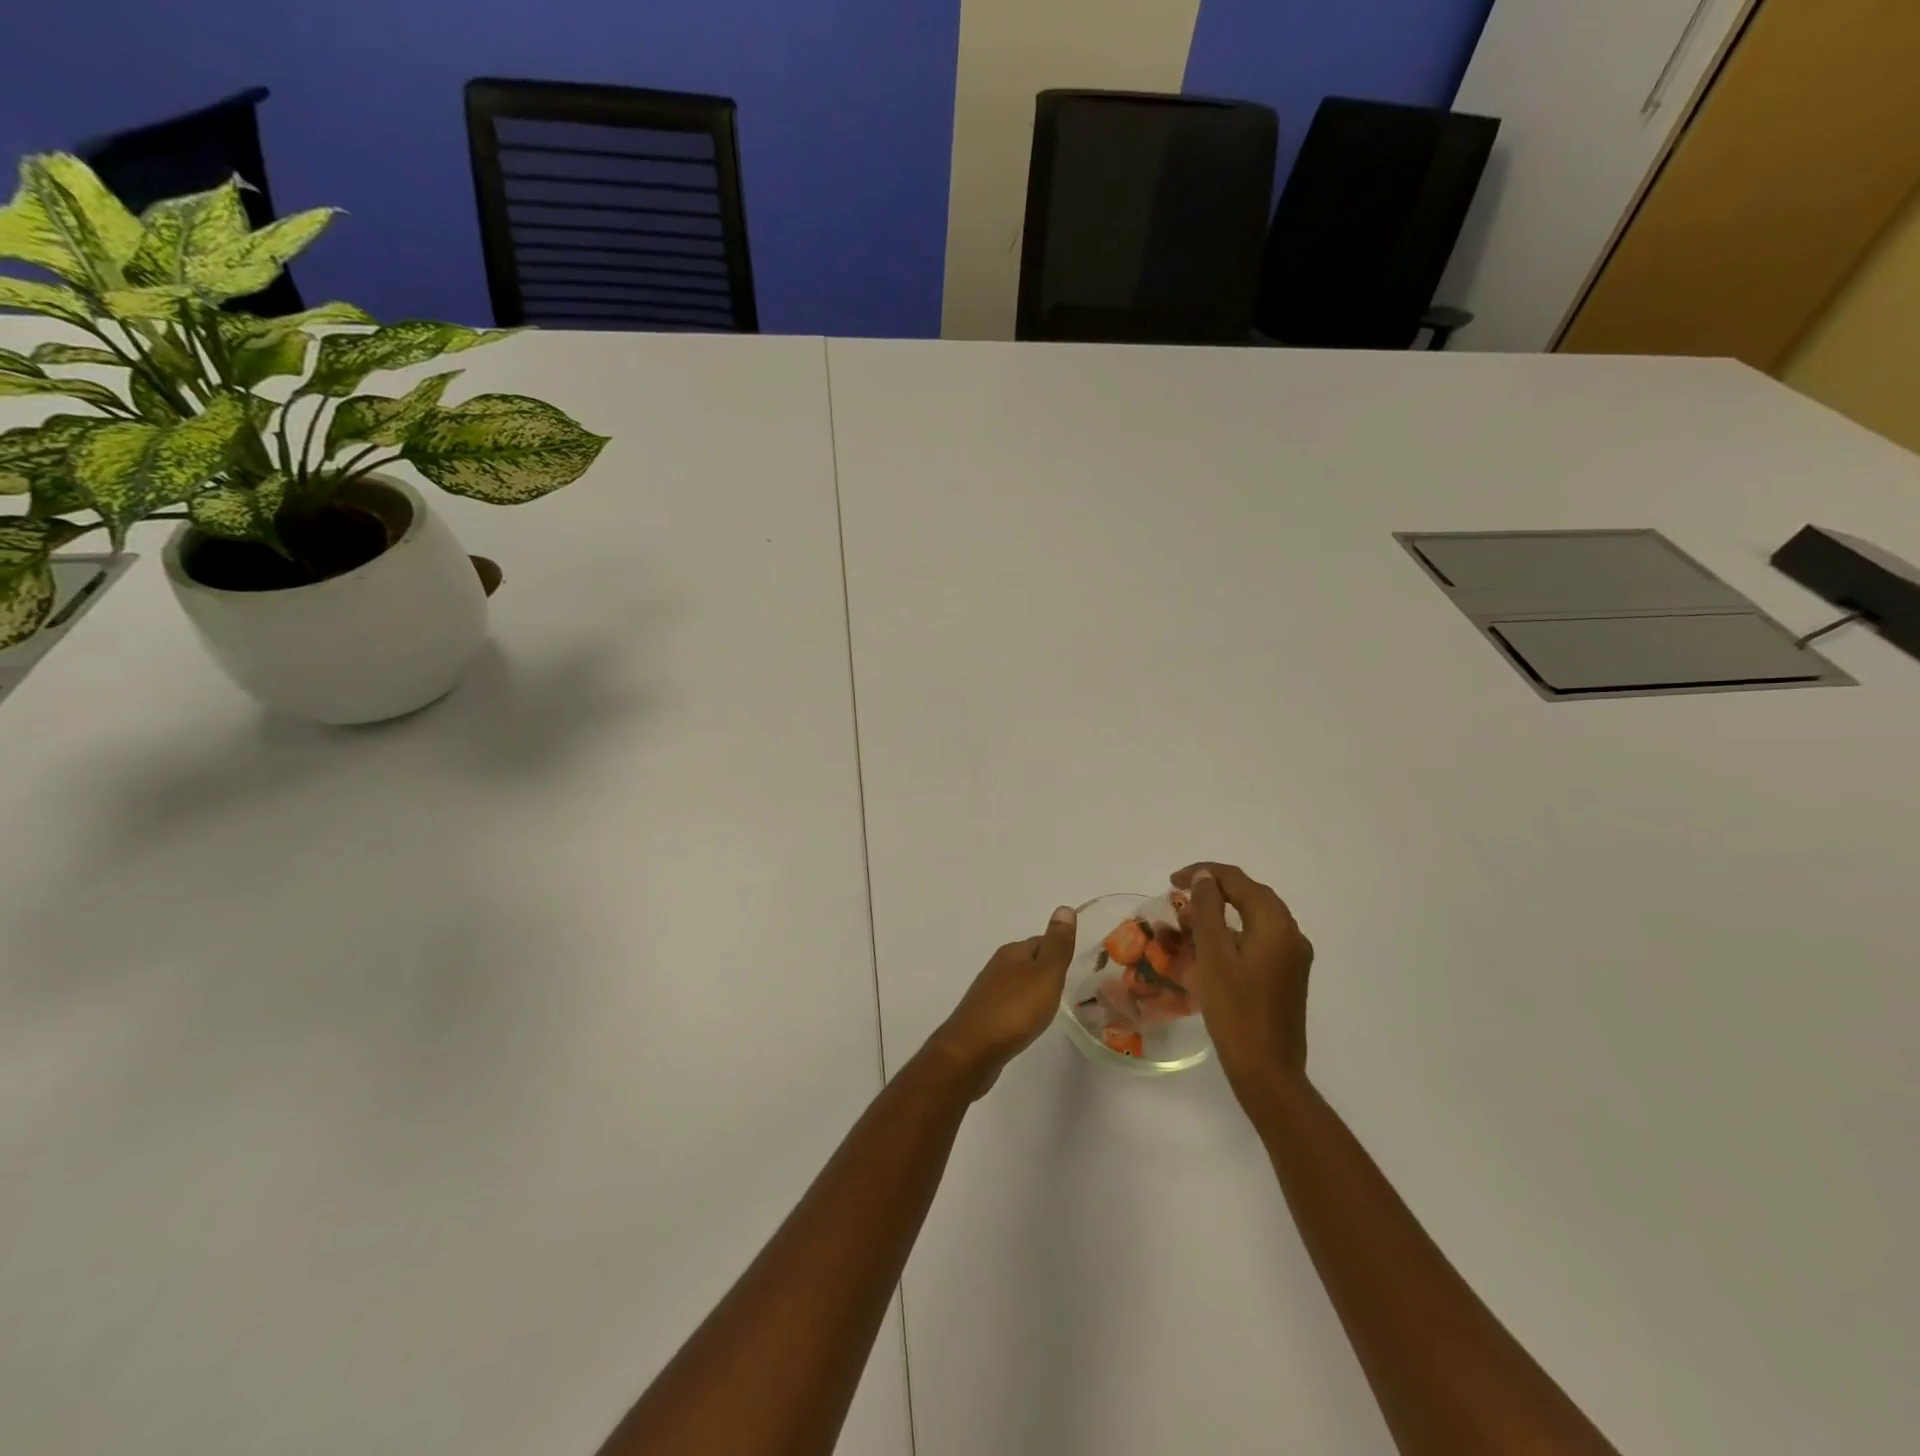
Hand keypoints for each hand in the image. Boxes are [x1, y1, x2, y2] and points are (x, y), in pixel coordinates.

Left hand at [927, 906, 1077, 1098]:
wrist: (971, 1052)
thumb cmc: (1014, 1010)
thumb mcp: (1045, 974)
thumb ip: (1057, 945)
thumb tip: (1064, 907)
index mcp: (1013, 953)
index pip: (1043, 942)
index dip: (1061, 952)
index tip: (1081, 967)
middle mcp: (998, 967)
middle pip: (1031, 962)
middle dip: (1049, 971)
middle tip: (1073, 988)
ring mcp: (989, 992)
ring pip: (1020, 984)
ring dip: (1036, 991)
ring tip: (1055, 1006)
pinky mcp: (985, 1016)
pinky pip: (1012, 1004)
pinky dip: (1024, 1009)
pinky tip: (1031, 1023)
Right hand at [1173, 864, 1314, 1102]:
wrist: (1268, 1070)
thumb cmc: (1235, 1010)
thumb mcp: (1214, 955)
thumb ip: (1208, 909)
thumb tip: (1205, 878)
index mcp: (1276, 925)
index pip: (1239, 881)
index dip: (1204, 874)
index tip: (1172, 881)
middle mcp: (1291, 935)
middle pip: (1251, 896)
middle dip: (1214, 890)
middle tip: (1180, 894)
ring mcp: (1293, 958)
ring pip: (1255, 919)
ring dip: (1223, 913)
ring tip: (1189, 920)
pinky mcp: (1287, 977)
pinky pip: (1259, 941)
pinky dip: (1233, 934)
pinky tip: (1210, 949)